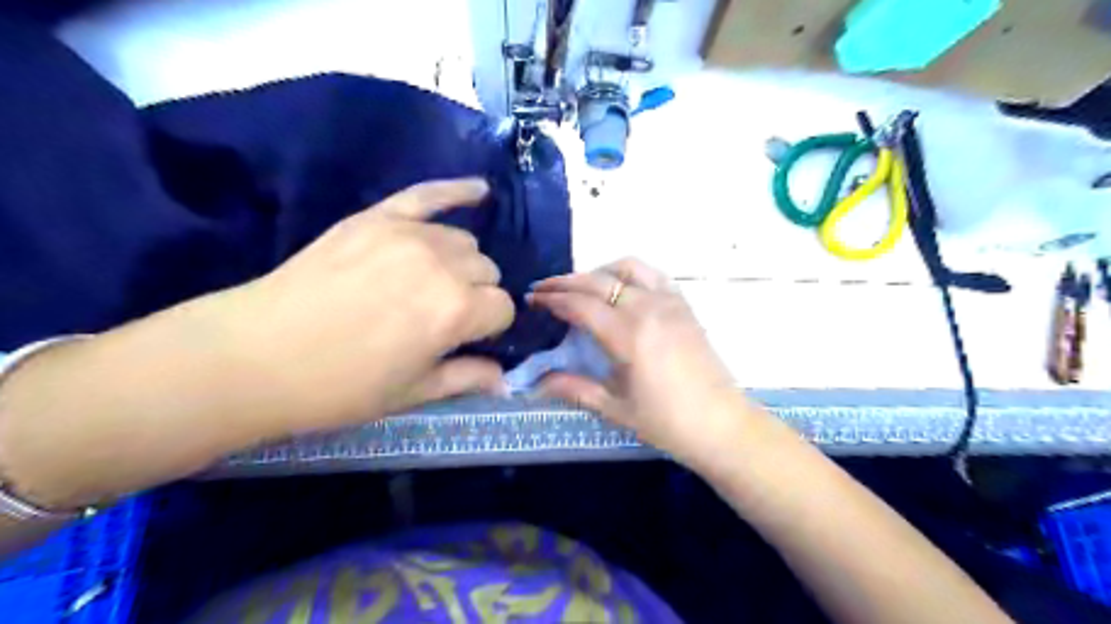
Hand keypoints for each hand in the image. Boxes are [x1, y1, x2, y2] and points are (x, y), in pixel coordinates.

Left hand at [228, 178, 515, 426]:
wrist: (254, 356)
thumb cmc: (340, 386)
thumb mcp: (411, 393)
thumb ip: (467, 378)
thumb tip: (506, 379)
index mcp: (456, 310)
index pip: (502, 307)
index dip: (491, 327)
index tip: (469, 339)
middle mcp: (442, 264)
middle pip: (487, 270)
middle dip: (477, 294)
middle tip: (445, 317)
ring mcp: (408, 234)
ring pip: (464, 240)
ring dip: (461, 263)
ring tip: (434, 283)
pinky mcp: (377, 217)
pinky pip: (428, 194)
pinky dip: (457, 191)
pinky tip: (479, 190)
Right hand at [528, 259, 765, 468]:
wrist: (722, 424)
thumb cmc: (667, 422)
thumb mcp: (615, 408)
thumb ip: (574, 388)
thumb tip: (536, 383)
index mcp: (629, 335)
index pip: (581, 305)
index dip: (553, 300)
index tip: (532, 300)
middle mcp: (648, 308)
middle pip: (598, 281)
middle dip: (565, 282)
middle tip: (542, 289)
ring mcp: (670, 302)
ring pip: (627, 268)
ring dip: (598, 271)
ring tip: (580, 286)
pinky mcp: (684, 305)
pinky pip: (653, 274)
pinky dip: (630, 272)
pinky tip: (621, 287)